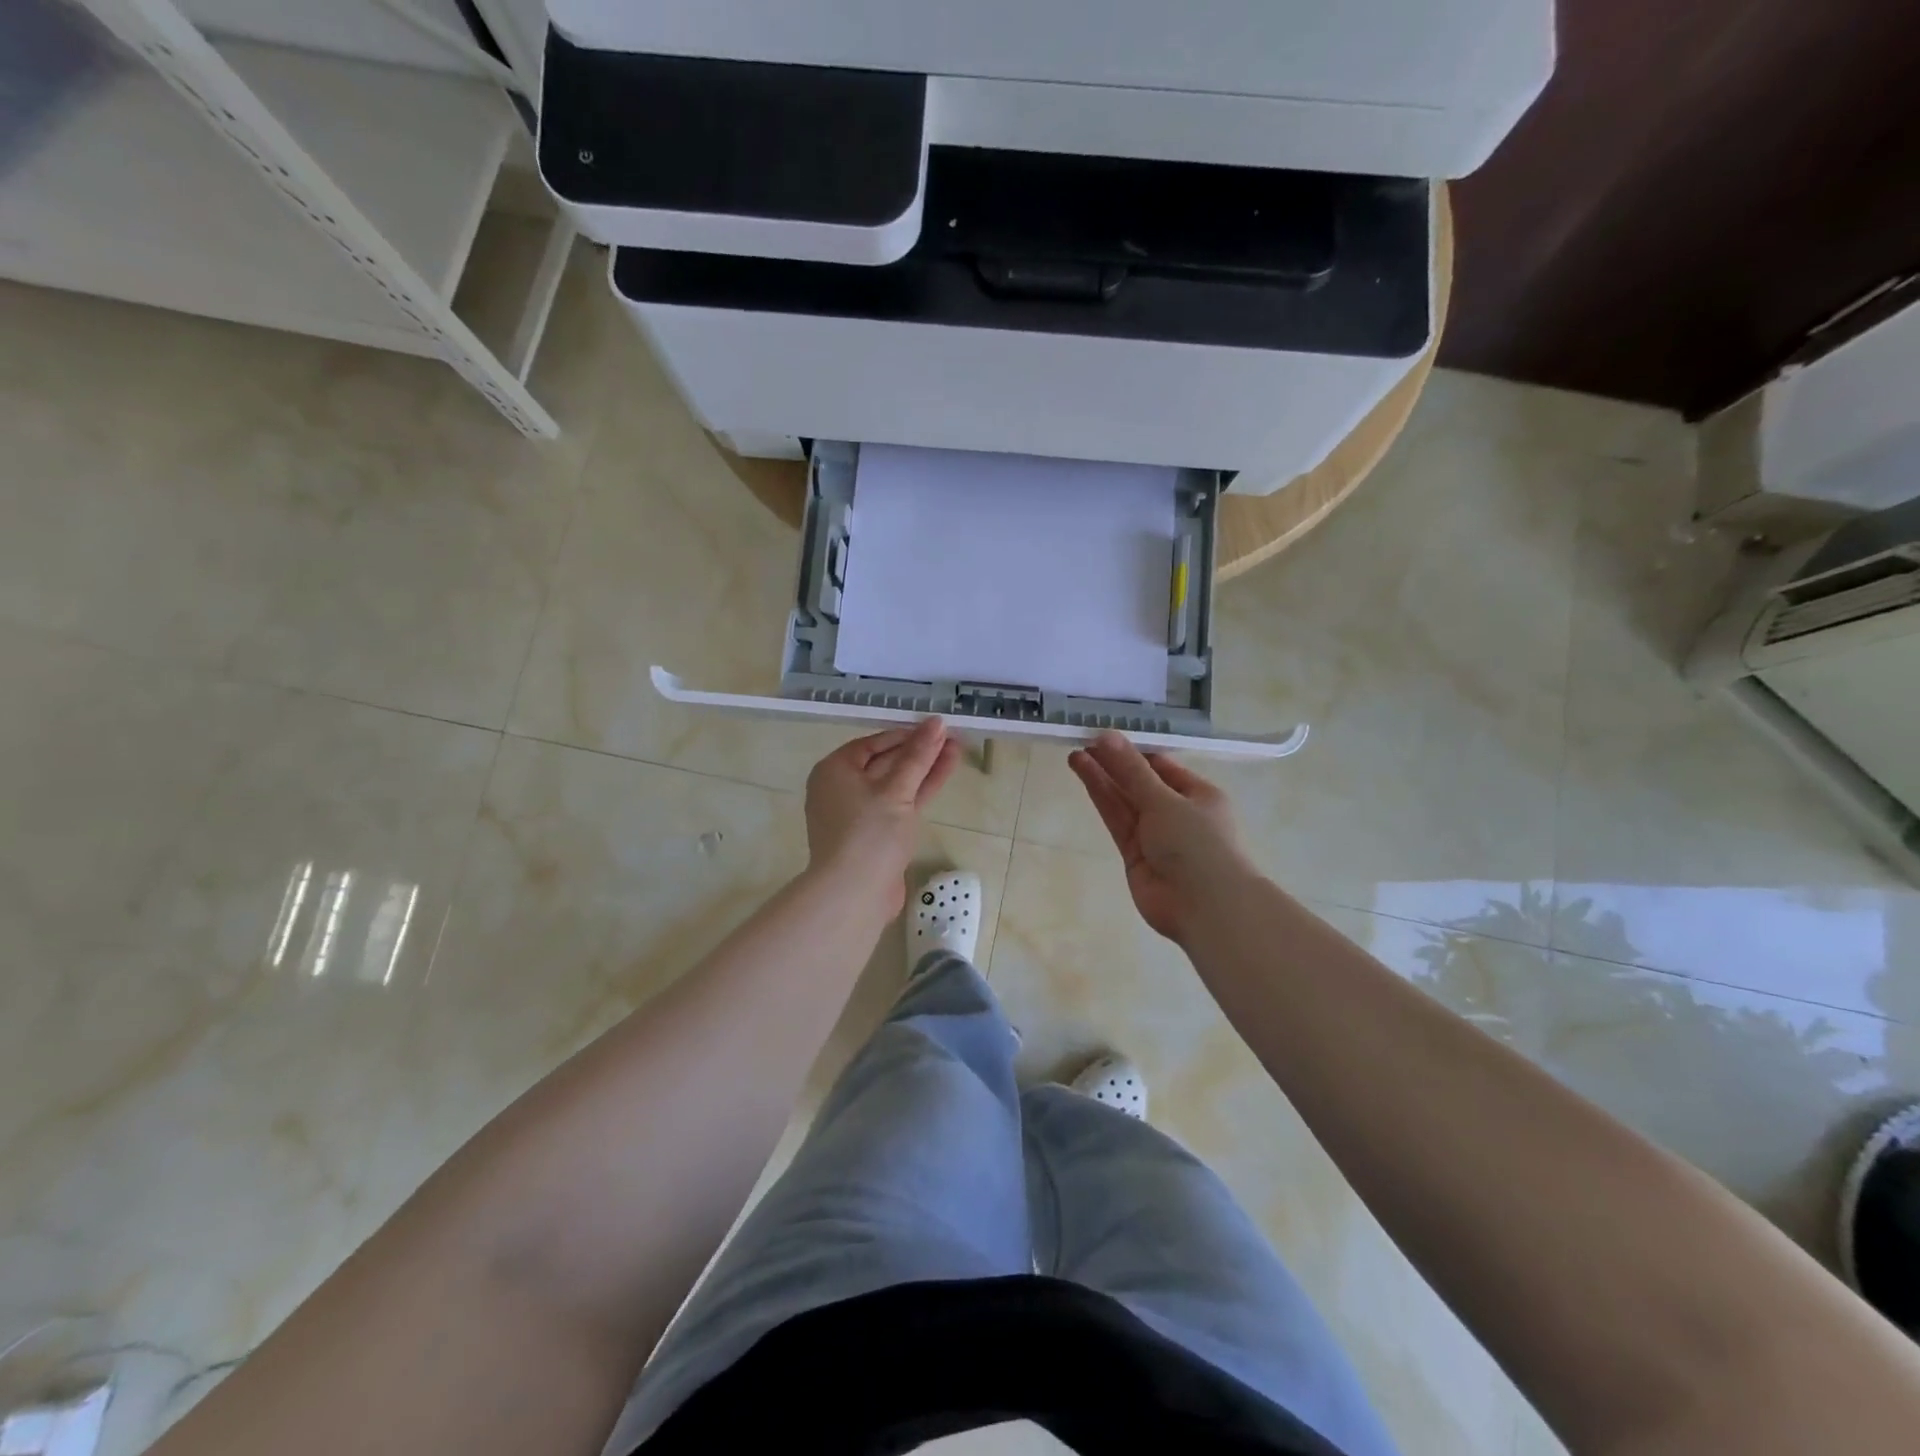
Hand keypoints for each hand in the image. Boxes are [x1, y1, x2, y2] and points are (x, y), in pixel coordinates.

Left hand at [804, 718, 959, 916]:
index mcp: (834, 770)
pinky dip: (920, 790)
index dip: (905, 734)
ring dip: (925, 768)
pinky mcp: (877, 835)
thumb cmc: (868, 833)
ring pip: (897, 784)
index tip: (934, 728)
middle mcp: (842, 788)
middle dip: (919, 750)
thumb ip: (918, 756)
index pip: (873, 743)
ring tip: (956, 748)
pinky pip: (900, 804)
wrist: (854, 895)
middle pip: (885, 762)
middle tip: (951, 735)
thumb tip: (936, 723)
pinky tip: (944, 773)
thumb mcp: (896, 790)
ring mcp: (860, 814)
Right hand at [1069, 732, 1255, 943]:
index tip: (1103, 736)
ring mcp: (1155, 835)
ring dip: (1102, 778)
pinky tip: (1085, 776)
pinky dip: (1102, 799)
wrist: (1205, 907)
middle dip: (1113, 763)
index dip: (1132, 750)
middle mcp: (1177, 812)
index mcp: (1198, 794)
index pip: (1161, 765)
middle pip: (1140, 782)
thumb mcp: (1165, 800)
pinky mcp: (1135, 855)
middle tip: (1082, 741)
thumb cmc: (1197, 843)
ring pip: (1124, 800)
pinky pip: (1117, 821)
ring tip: (1074, 754)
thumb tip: (1105, 736)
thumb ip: (1131, 770)